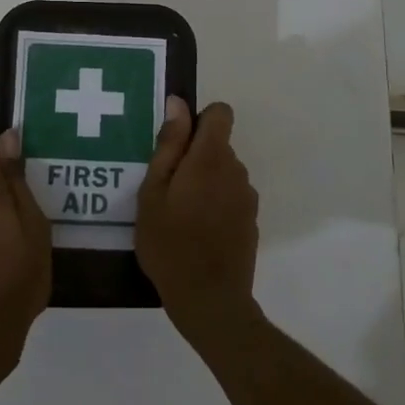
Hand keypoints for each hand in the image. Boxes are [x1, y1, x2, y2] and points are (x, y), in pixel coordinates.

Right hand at [135, 99, 260, 349]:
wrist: (209, 300)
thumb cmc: (169, 243)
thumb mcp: (153, 192)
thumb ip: (169, 145)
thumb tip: (178, 104)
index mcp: (211, 157)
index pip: (220, 113)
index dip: (198, 120)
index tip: (176, 145)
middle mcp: (236, 170)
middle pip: (218, 145)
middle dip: (194, 156)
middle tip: (165, 188)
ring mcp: (247, 197)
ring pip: (223, 172)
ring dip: (204, 181)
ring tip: (177, 214)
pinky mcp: (251, 221)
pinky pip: (230, 197)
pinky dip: (214, 204)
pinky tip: (196, 232)